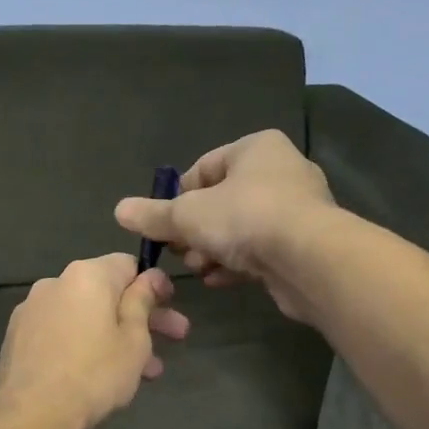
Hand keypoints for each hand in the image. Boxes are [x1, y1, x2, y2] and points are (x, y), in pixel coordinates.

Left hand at [0, 255, 189, 428]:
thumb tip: (150, 277)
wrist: (31, 415)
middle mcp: (55, 283)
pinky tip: (101, 374)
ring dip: (115, 336)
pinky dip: (84, 344)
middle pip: (106, 293)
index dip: (153, 284)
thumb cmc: (94, 375)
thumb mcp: (134, 340)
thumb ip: (142, 302)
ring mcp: (31, 310)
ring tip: (144, 371)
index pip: (127, 265)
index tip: (170, 306)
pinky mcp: (17, 336)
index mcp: (86, 275)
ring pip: (85, 316)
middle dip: (141, 316)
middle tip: (174, 339)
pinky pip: (61, 332)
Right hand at [114, 130, 334, 319]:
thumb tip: (120, 211)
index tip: (164, 226)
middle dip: (195, 230)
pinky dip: (238, 264)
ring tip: (199, 269)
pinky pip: (261, 249)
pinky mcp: (304, 243)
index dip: (178, 199)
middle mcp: (281, 171)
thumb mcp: (187, 216)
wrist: (309, 259)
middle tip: (179, 252)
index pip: (203, 169)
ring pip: (240, 228)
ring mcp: (297, 208)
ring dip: (213, 250)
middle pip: (221, 201)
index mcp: (255, 149)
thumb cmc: (244, 218)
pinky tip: (219, 280)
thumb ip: (153, 215)